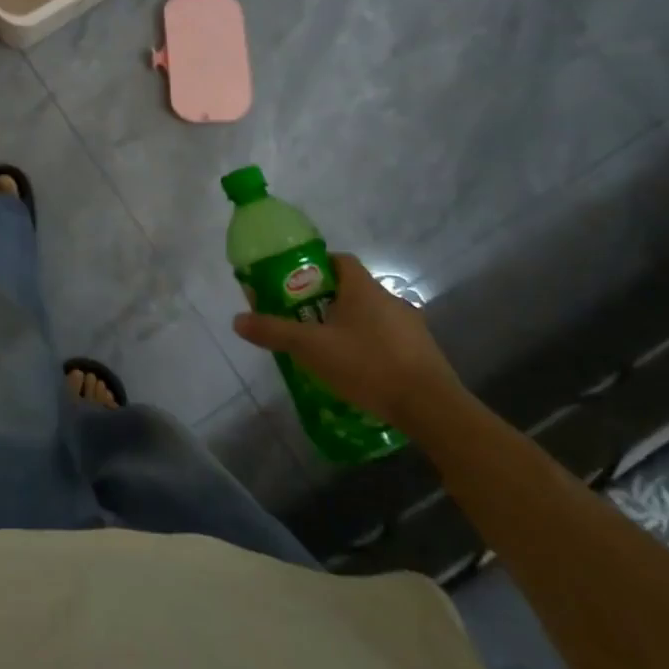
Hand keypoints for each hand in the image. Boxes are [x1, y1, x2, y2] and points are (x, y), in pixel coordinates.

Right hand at [233, 252, 466, 434]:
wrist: (431, 407)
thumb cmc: (367, 364)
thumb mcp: (310, 348)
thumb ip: (274, 331)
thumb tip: (237, 319)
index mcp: (363, 288)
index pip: (339, 260)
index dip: (316, 267)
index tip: (295, 284)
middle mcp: (389, 299)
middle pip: (351, 290)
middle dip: (325, 301)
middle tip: (301, 320)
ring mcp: (410, 327)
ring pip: (369, 317)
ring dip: (347, 327)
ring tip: (325, 350)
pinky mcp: (422, 354)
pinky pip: (386, 340)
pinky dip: (368, 348)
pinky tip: (355, 371)